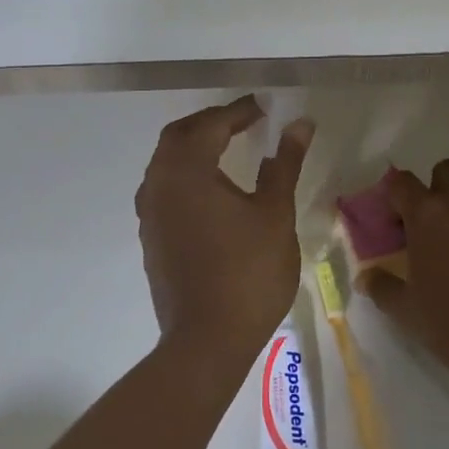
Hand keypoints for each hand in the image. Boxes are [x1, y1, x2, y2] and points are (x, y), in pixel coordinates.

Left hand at [136, 96, 313, 365]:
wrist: (206, 341)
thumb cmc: (248, 272)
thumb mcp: (274, 213)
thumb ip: (284, 163)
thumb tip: (299, 124)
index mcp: (186, 171)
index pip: (210, 125)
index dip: (238, 112)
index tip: (264, 107)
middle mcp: (158, 184)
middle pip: (179, 136)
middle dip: (210, 123)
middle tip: (244, 122)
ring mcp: (149, 213)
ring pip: (166, 162)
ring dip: (194, 147)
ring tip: (228, 148)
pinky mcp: (150, 237)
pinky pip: (163, 188)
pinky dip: (186, 174)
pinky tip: (210, 190)